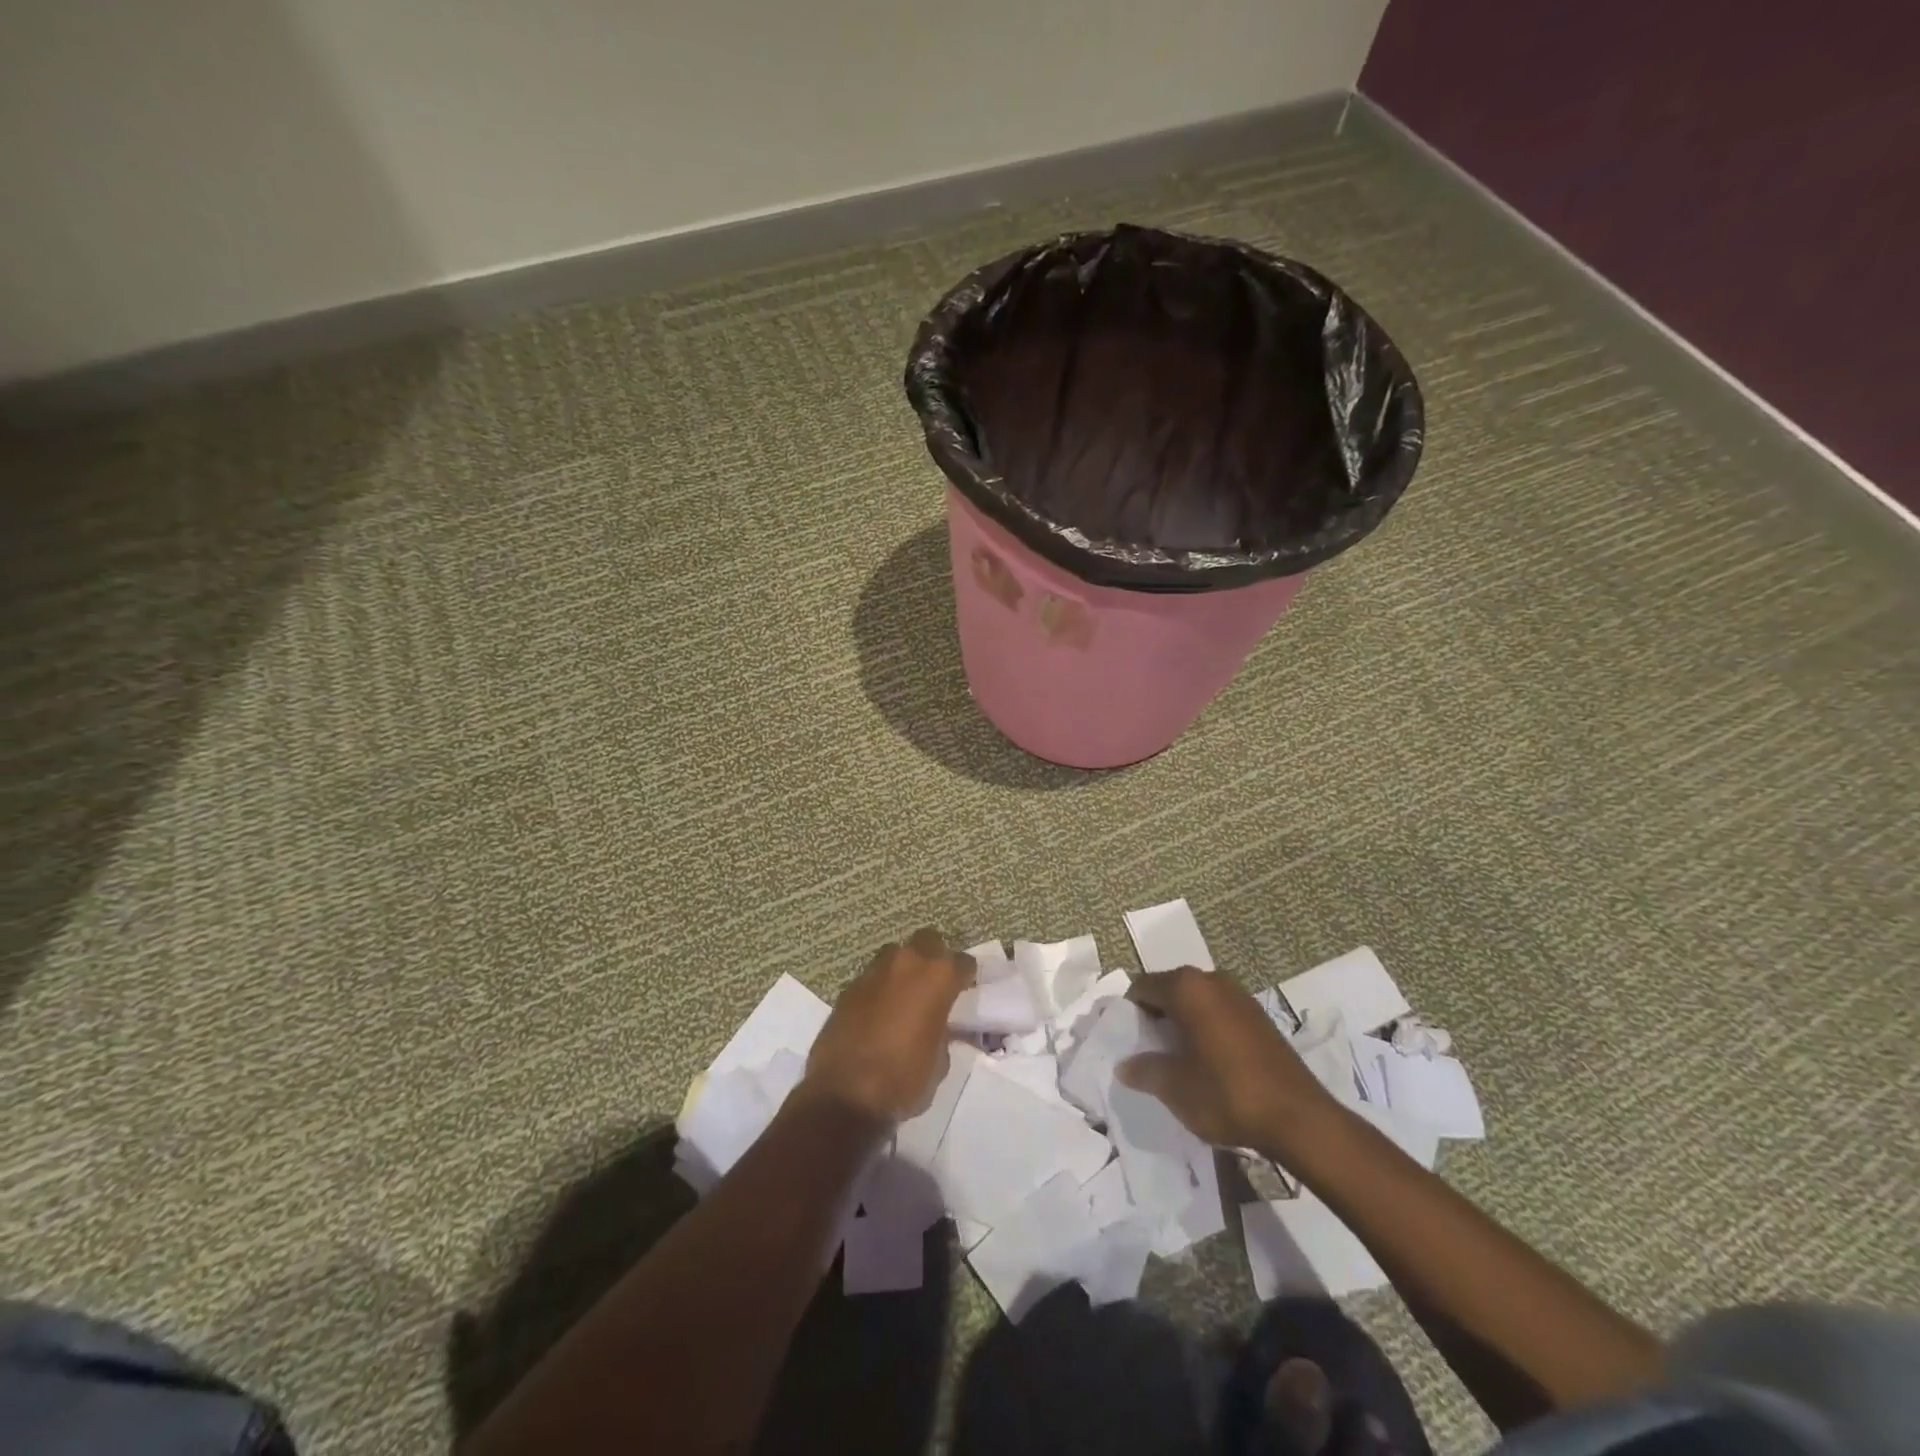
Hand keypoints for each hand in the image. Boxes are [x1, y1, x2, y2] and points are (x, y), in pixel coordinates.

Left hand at [803, 929, 975, 1123]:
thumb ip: (942, 1032)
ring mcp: (873, 973)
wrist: (845, 1096)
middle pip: (927, 940)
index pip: (962, 961)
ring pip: (895, 955)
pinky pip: (872, 979)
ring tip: (904, 996)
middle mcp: (906, 964)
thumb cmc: (904, 1080)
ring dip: (903, 970)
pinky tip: (878, 1013)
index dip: (966, 975)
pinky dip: (879, 989)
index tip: (965, 988)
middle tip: (935, 983)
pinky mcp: (847, 989)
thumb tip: (936, 1027)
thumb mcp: (940, 1061)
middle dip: (934, 956)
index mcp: (937, 977)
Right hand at [1115, 967, 1335, 1153]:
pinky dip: (1205, 1028)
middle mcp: (1212, 981)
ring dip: (1181, 1022)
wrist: (1300, 1119)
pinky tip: (1206, 1061)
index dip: (1129, 1011)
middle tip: (1146, 1049)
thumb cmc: (1227, 1095)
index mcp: (1187, 988)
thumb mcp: (1175, 1088)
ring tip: (1175, 1058)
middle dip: (1155, 1016)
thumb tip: (1124, 1065)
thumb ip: (1145, 1070)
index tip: (1126, 1039)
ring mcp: (1239, 996)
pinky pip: (1218, 1012)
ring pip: (1195, 1001)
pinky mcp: (1259, 1017)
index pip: (1142, 987)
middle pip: (1169, 990)